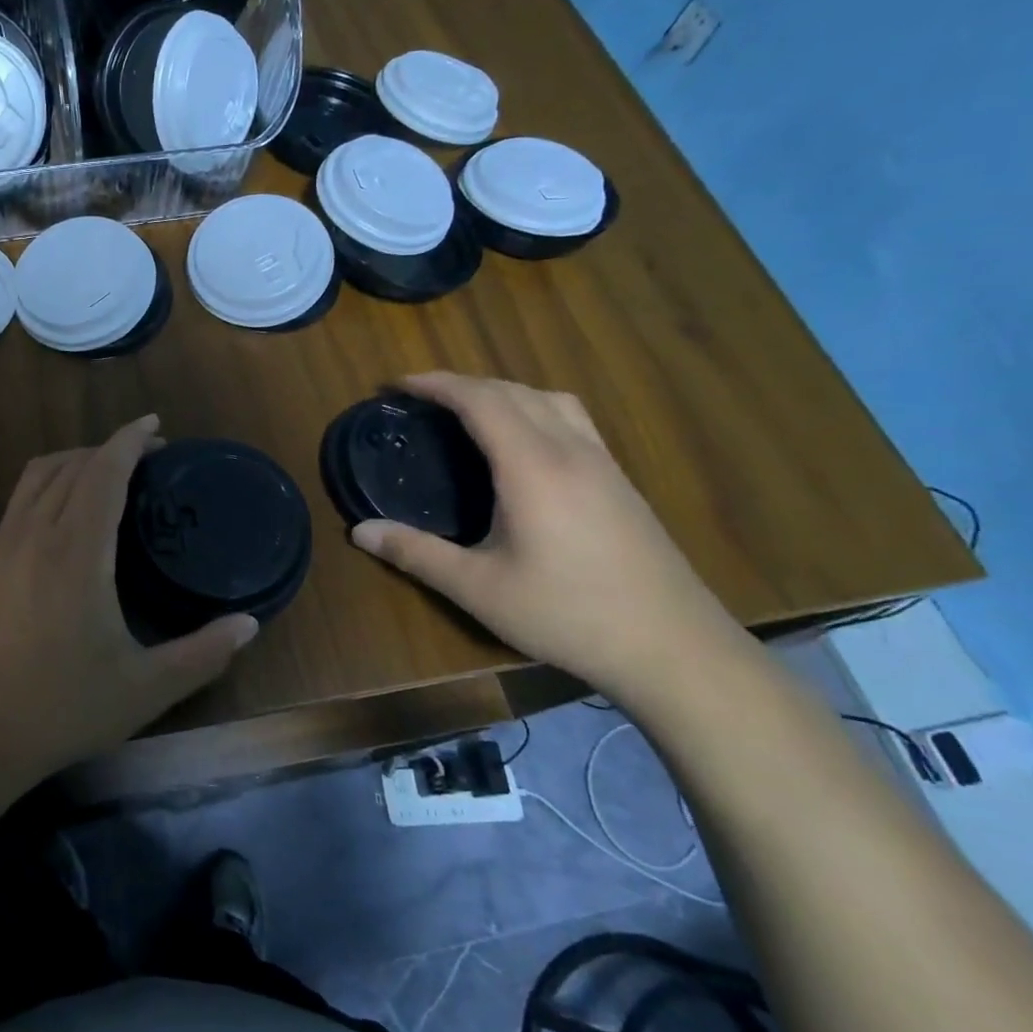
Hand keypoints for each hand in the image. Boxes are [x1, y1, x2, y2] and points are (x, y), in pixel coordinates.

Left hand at [0, 415, 259, 784]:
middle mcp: (35, 533)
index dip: (130, 440)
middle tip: (148, 456)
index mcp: (77, 552)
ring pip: (38, 475)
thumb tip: (249, 625)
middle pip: (71, 464)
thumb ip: (202, 654)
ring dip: (75, 460)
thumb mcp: (143, 689)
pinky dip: (49, 481)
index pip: (103, 471)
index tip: (156, 425)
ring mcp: (3, 545)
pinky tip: (65, 512)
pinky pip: (21, 498)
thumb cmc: (58, 709)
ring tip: (108, 472)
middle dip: (110, 447)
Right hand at [349, 373, 748, 697]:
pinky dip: (532, 408)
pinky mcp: (620, 481)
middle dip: (460, 383)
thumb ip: (416, 554)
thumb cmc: (568, 614)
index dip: (434, 384)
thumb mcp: (479, 589)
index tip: (395, 386)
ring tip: (467, 411)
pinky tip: (523, 443)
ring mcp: (602, 463)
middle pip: (512, 390)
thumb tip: (358, 532)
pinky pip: (570, 418)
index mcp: (532, 466)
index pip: (479, 400)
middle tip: (419, 398)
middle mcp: (570, 450)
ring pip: (548, 398)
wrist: (674, 648)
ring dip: (501, 391)